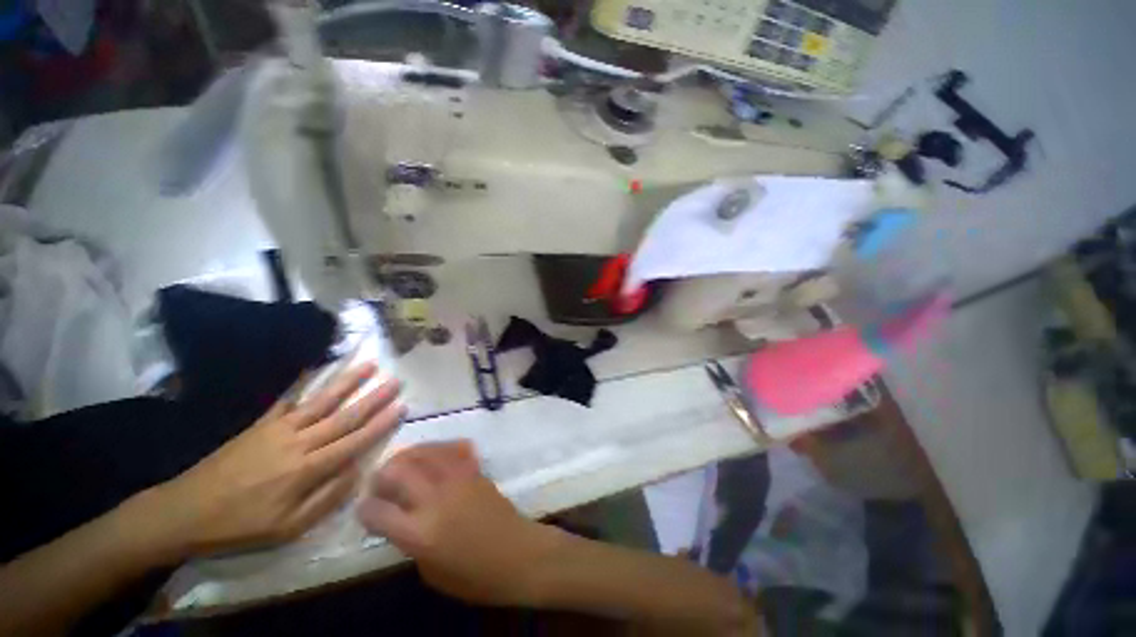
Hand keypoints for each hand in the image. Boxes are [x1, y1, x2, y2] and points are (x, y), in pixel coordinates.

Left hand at [151, 363, 404, 558]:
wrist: (185, 511)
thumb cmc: (240, 525)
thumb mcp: (288, 528)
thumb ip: (326, 498)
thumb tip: (356, 470)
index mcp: (307, 469)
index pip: (354, 441)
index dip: (380, 424)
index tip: (402, 407)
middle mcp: (299, 442)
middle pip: (343, 416)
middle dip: (373, 398)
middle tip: (395, 381)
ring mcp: (278, 429)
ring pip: (321, 401)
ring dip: (348, 382)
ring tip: (369, 365)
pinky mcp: (261, 424)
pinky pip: (288, 399)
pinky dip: (305, 382)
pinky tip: (316, 369)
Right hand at [357, 441, 556, 606]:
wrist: (517, 554)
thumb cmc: (473, 576)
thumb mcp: (430, 571)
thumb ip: (409, 541)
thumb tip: (399, 518)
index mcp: (419, 532)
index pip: (377, 510)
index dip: (364, 509)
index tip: (365, 508)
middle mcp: (435, 498)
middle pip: (396, 471)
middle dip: (381, 476)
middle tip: (381, 485)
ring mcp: (458, 478)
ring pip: (424, 452)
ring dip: (407, 456)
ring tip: (402, 466)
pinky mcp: (475, 470)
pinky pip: (452, 448)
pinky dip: (437, 449)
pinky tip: (433, 456)